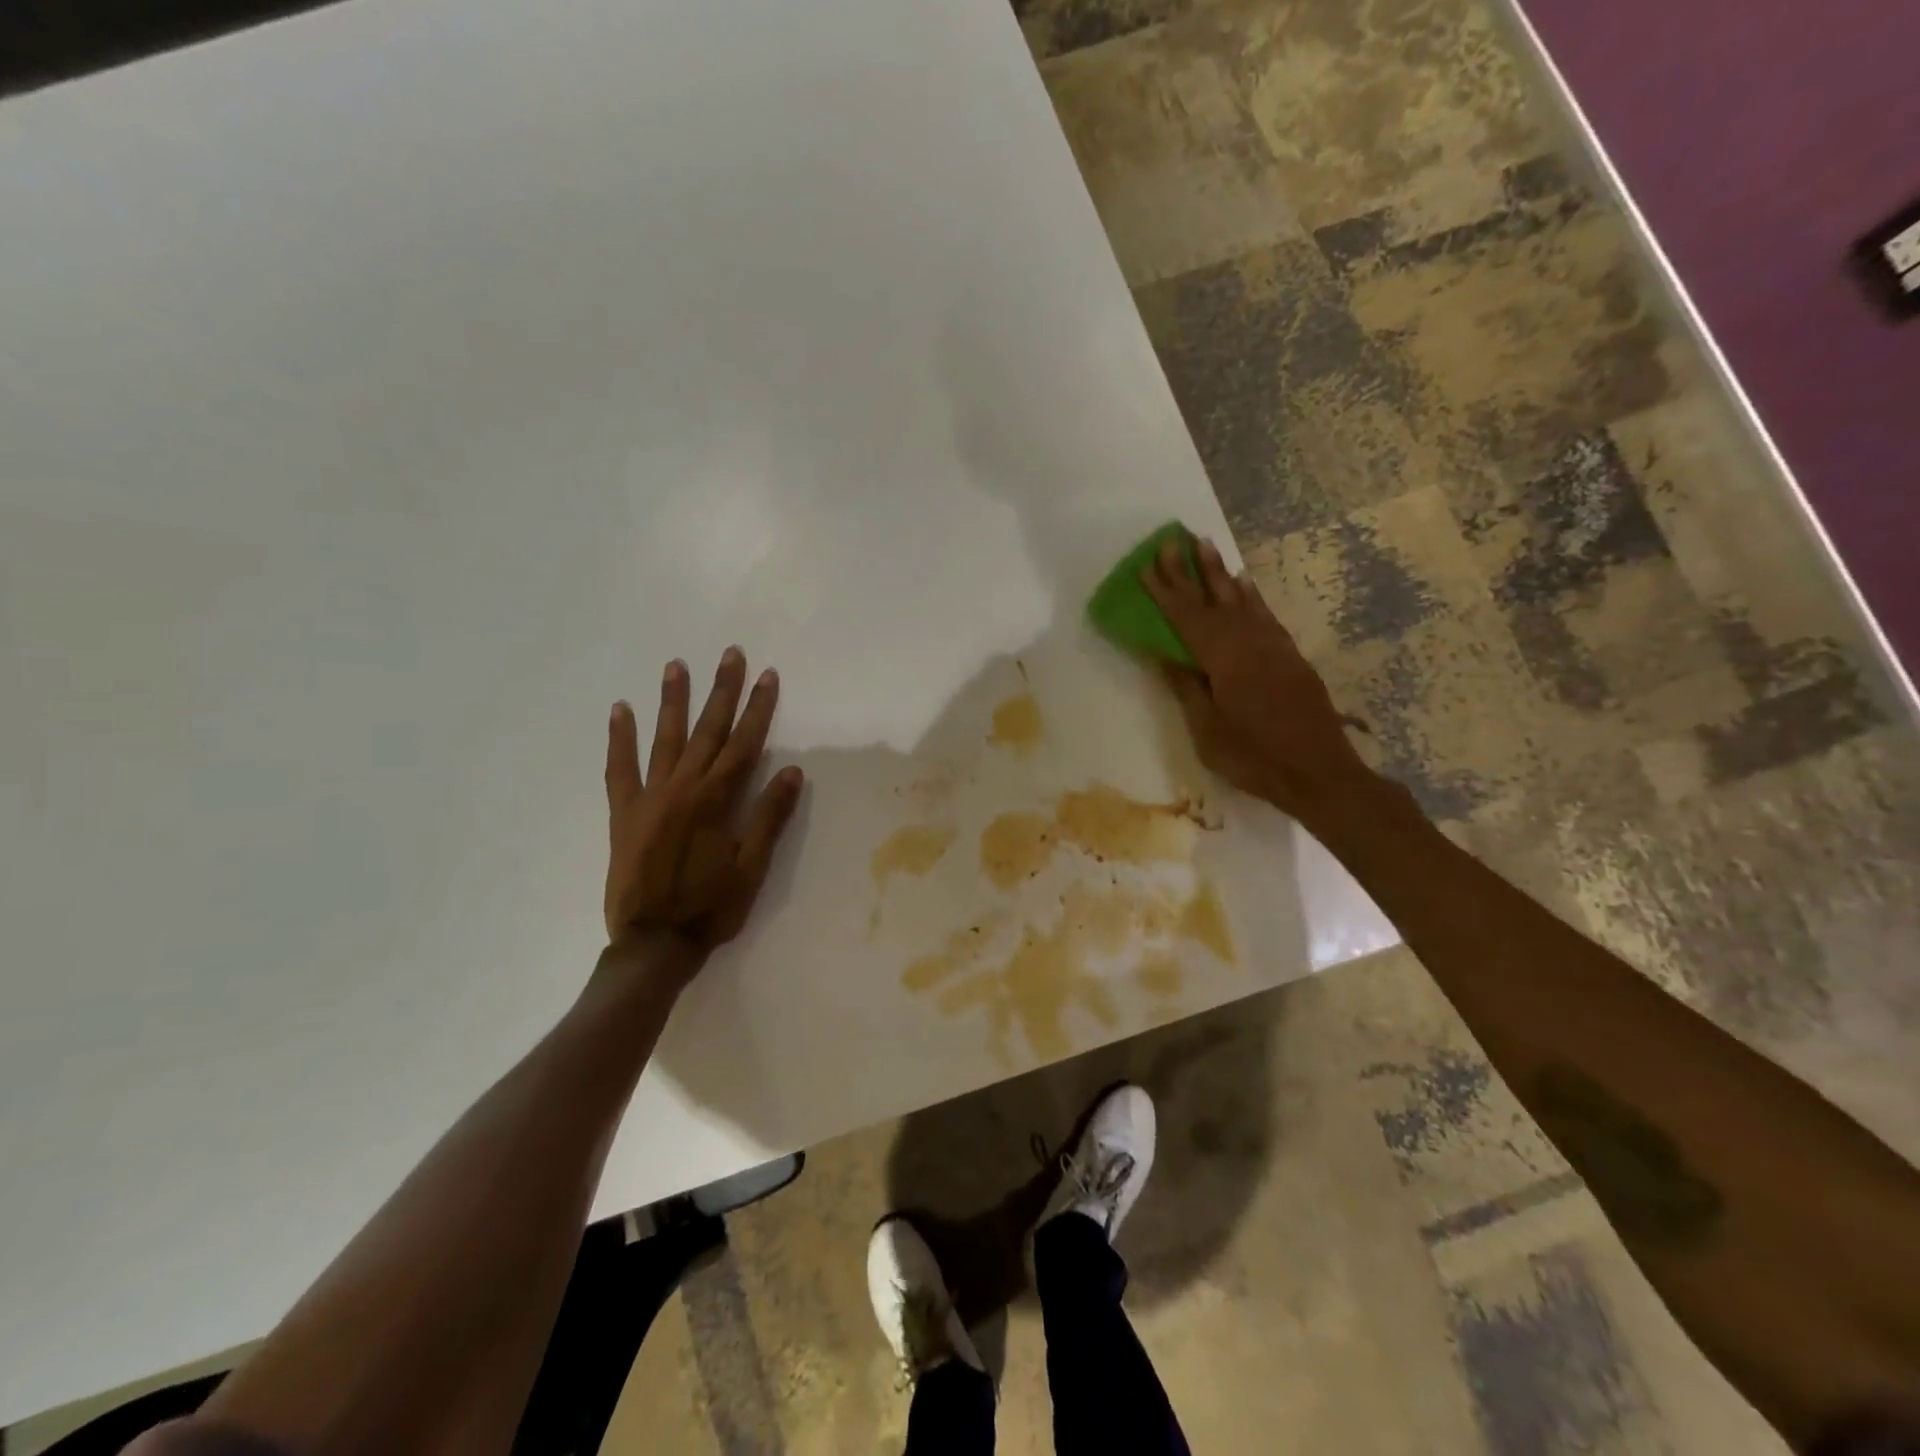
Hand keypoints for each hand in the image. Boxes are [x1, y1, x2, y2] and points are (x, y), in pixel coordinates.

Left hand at [601, 648, 804, 985]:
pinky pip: (619, 769)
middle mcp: (683, 788)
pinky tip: (620, 710)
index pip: (745, 743)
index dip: (759, 709)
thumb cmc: (711, 907)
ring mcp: (649, 797)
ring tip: (676, 665)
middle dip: (722, 691)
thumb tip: (792, 772)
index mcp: (717, 800)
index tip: (768, 676)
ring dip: (672, 701)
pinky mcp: (623, 813)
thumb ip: (769, 817)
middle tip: (730, 654)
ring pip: (664, 738)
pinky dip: (619, 739)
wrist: (652, 943)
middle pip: (707, 730)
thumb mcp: (752, 867)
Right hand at [1143, 534, 1373, 823]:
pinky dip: (1251, 596)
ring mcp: (1274, 647)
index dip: (1166, 591)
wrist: (1319, 773)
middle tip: (1174, 539)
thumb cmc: (1254, 757)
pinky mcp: (1290, 657)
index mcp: (1224, 659)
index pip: (1187, 617)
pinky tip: (1244, 585)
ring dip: (1221, 573)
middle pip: (1214, 599)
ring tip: (1206, 545)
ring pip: (1242, 600)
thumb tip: (1166, 655)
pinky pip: (1264, 614)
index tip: (1148, 564)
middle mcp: (1249, 642)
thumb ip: (1188, 688)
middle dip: (1191, 570)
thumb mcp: (1208, 730)